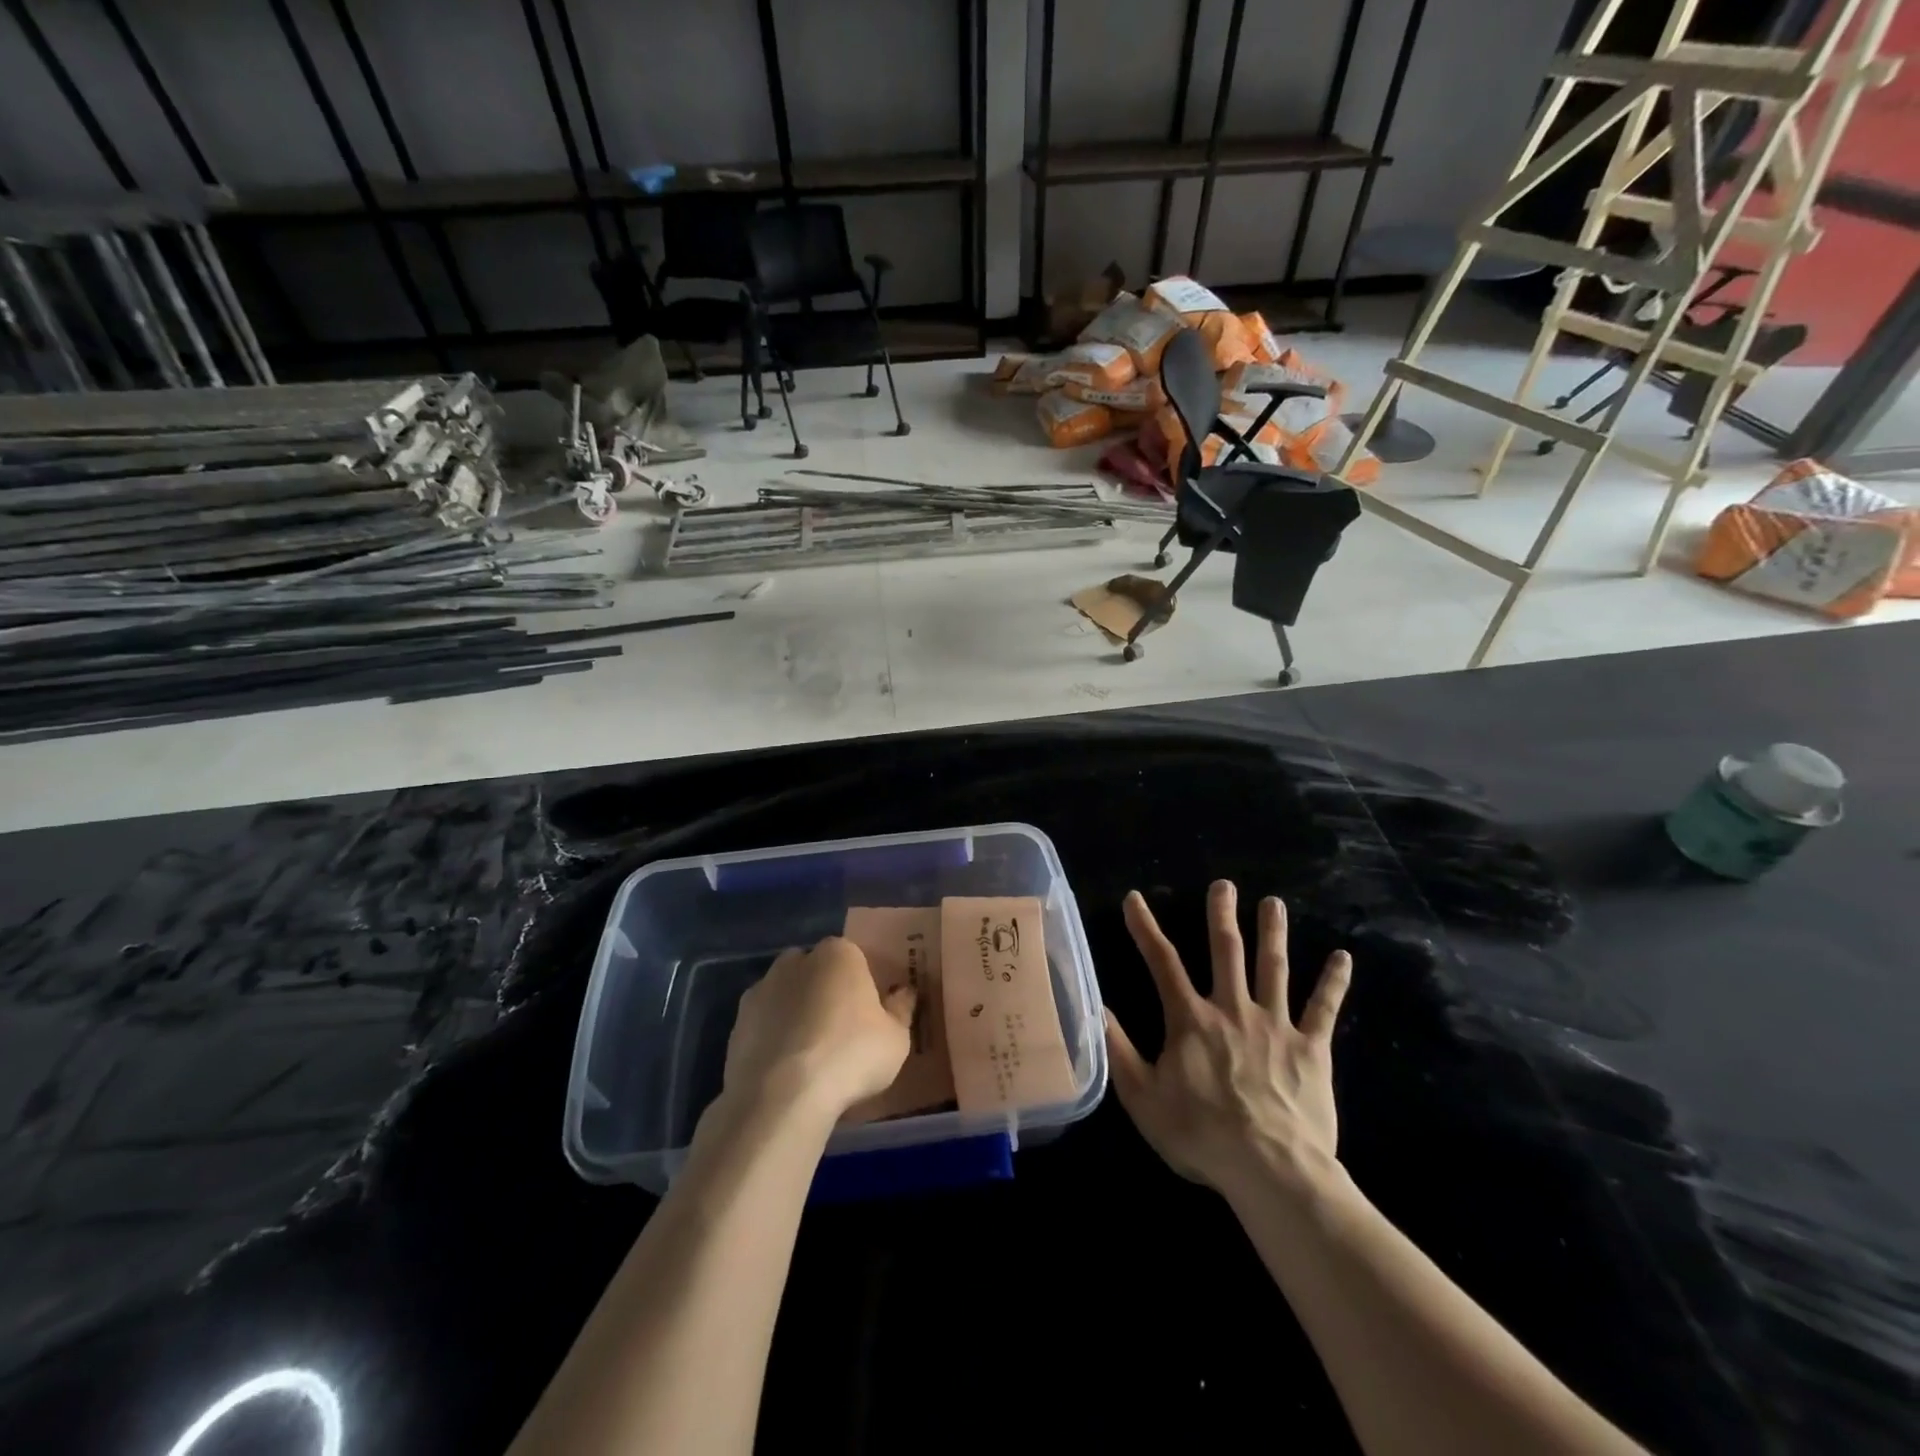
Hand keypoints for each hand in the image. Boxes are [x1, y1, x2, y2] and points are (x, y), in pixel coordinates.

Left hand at [721, 936, 914, 1121]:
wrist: (781, 1097)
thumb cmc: (850, 1056)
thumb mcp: (896, 1039)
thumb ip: (901, 1010)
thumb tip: (903, 993)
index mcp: (839, 954)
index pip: (855, 957)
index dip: (863, 984)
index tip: (870, 1014)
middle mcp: (796, 960)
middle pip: (817, 970)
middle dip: (826, 991)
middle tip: (840, 1030)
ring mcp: (761, 989)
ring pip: (786, 994)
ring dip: (796, 1013)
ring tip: (810, 1054)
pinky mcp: (737, 1023)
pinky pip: (764, 1024)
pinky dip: (773, 1037)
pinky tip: (785, 1069)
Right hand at [1105, 883, 1352, 1202]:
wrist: (1271, 1170)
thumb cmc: (1201, 1135)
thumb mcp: (1142, 1098)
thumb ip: (1118, 1049)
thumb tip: (1094, 1006)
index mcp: (1191, 1020)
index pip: (1162, 962)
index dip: (1145, 928)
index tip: (1136, 899)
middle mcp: (1232, 1009)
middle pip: (1226, 951)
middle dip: (1222, 915)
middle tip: (1224, 885)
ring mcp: (1275, 1025)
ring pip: (1273, 968)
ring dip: (1273, 933)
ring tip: (1274, 903)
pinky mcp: (1311, 1048)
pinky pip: (1324, 1009)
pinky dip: (1333, 982)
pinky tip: (1343, 958)